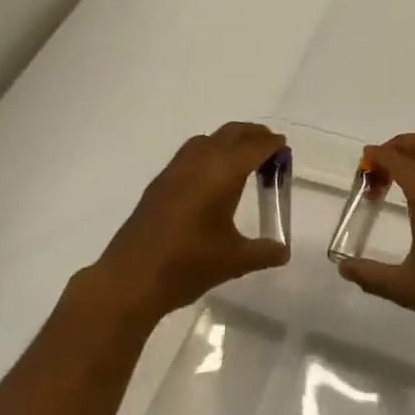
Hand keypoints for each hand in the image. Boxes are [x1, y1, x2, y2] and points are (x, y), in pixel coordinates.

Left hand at [90, 122, 289, 326]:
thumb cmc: (187, 265)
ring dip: (228, 141)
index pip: (255, 147)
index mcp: (223, 173)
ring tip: (242, 160)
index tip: (285, 150)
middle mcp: (200, 162)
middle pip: (232, 133)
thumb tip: (283, 251)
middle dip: (253, 135)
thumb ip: (264, 252)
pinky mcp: (159, 183)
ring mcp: (175, 170)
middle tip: (270, 149)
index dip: (273, 145)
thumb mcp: (234, 261)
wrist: (129, 280)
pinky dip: (208, 153)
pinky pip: (190, 153)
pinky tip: (211, 179)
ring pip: (208, 140)